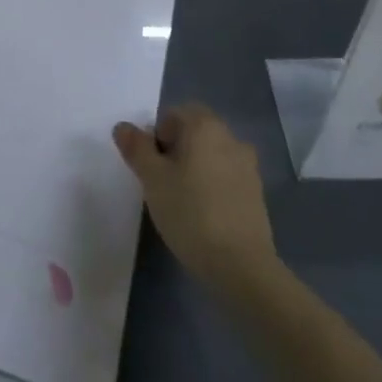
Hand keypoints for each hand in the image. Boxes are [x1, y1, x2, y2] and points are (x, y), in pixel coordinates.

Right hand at [113, 104, 277, 296]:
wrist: (242, 267)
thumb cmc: (191, 213)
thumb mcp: (152, 178)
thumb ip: (136, 148)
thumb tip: (123, 126)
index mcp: (205, 125)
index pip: (174, 115)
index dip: (157, 137)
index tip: (152, 167)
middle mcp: (230, 137)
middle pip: (194, 134)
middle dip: (176, 152)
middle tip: (162, 184)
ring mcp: (248, 167)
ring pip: (212, 157)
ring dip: (196, 170)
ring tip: (182, 202)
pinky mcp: (257, 195)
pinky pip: (227, 179)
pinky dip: (214, 188)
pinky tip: (204, 217)